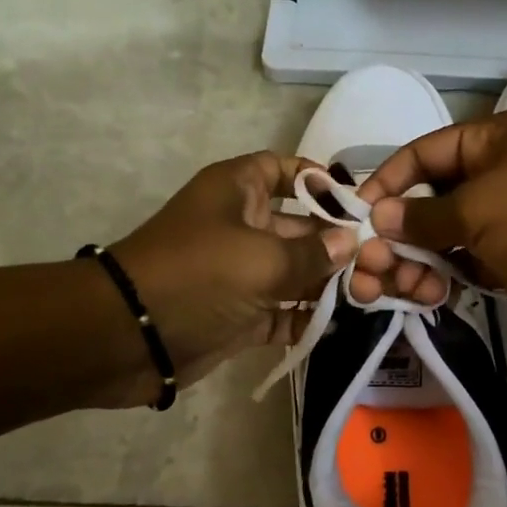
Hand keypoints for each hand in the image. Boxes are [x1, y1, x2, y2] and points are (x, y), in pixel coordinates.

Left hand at [104, 152, 353, 404]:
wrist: (128, 337)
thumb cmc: (198, 276)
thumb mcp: (262, 259)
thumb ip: (312, 254)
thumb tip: (349, 243)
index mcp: (237, 191)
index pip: (282, 169)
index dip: (317, 180)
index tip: (355, 203)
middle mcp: (239, 225)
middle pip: (297, 226)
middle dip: (334, 243)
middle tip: (378, 261)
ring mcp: (238, 273)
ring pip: (292, 272)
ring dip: (325, 285)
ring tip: (369, 296)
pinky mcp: (238, 314)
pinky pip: (280, 312)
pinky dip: (304, 318)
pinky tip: (340, 325)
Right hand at [349, 111, 506, 351]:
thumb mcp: (478, 208)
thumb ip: (422, 216)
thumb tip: (379, 219)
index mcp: (495, 140)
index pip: (425, 152)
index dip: (388, 180)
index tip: (357, 214)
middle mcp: (498, 175)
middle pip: (429, 199)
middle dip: (397, 232)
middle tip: (369, 265)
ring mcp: (505, 221)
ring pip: (442, 237)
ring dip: (415, 261)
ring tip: (397, 288)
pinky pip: (462, 265)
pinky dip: (440, 278)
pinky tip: (425, 296)